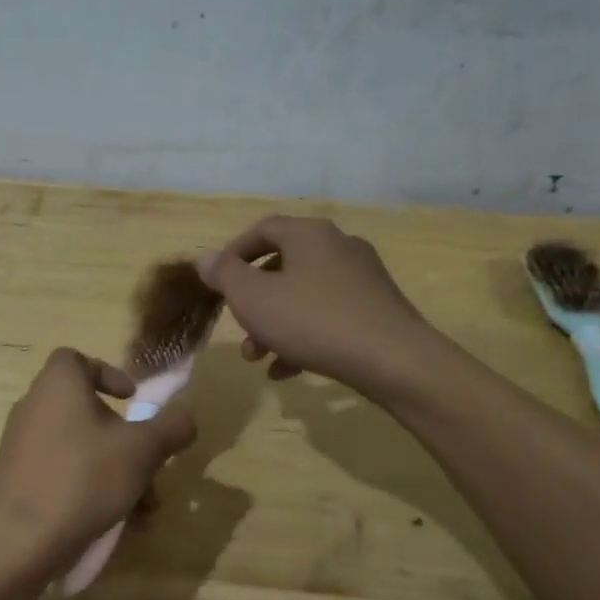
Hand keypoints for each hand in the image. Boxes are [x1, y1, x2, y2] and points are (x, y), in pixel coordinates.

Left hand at [0, 348, 196, 571]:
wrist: (18, 540)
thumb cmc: (84, 478)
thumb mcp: (142, 450)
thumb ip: (171, 427)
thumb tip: (186, 416)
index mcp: (59, 385)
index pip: (77, 359)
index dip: (108, 373)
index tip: (131, 399)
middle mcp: (34, 406)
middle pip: (87, 411)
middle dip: (125, 441)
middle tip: (149, 466)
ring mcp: (20, 445)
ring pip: (79, 449)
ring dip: (115, 472)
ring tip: (142, 510)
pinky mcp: (15, 480)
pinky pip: (60, 473)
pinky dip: (88, 490)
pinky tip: (113, 523)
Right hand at [198, 216, 432, 393]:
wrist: (393, 360)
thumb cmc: (313, 321)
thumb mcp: (254, 299)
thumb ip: (225, 275)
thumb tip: (206, 257)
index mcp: (309, 234)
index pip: (263, 229)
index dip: (234, 253)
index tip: (217, 282)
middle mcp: (338, 246)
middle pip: (283, 266)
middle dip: (254, 300)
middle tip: (238, 327)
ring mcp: (362, 278)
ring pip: (304, 295)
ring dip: (274, 324)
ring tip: (258, 358)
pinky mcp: (376, 309)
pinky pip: (328, 316)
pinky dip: (303, 337)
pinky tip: (287, 370)